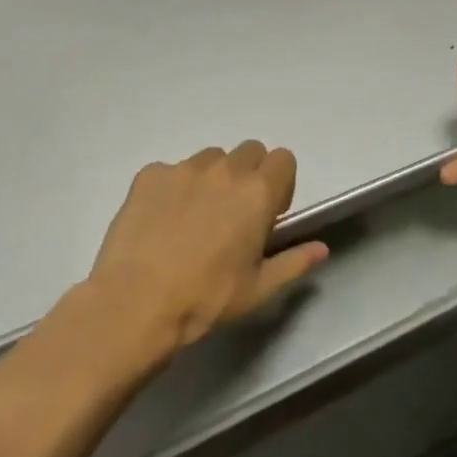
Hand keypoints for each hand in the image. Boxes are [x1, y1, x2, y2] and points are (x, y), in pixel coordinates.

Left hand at [87, 142, 328, 354]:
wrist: (135, 305)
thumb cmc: (205, 300)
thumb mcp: (258, 290)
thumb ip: (294, 262)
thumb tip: (321, 249)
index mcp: (257, 192)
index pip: (284, 159)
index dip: (280, 183)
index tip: (268, 213)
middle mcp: (225, 169)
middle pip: (249, 151)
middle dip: (249, 175)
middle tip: (234, 214)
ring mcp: (184, 168)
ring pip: (211, 158)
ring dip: (213, 178)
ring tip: (195, 217)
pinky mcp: (149, 175)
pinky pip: (171, 170)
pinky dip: (174, 188)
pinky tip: (162, 221)